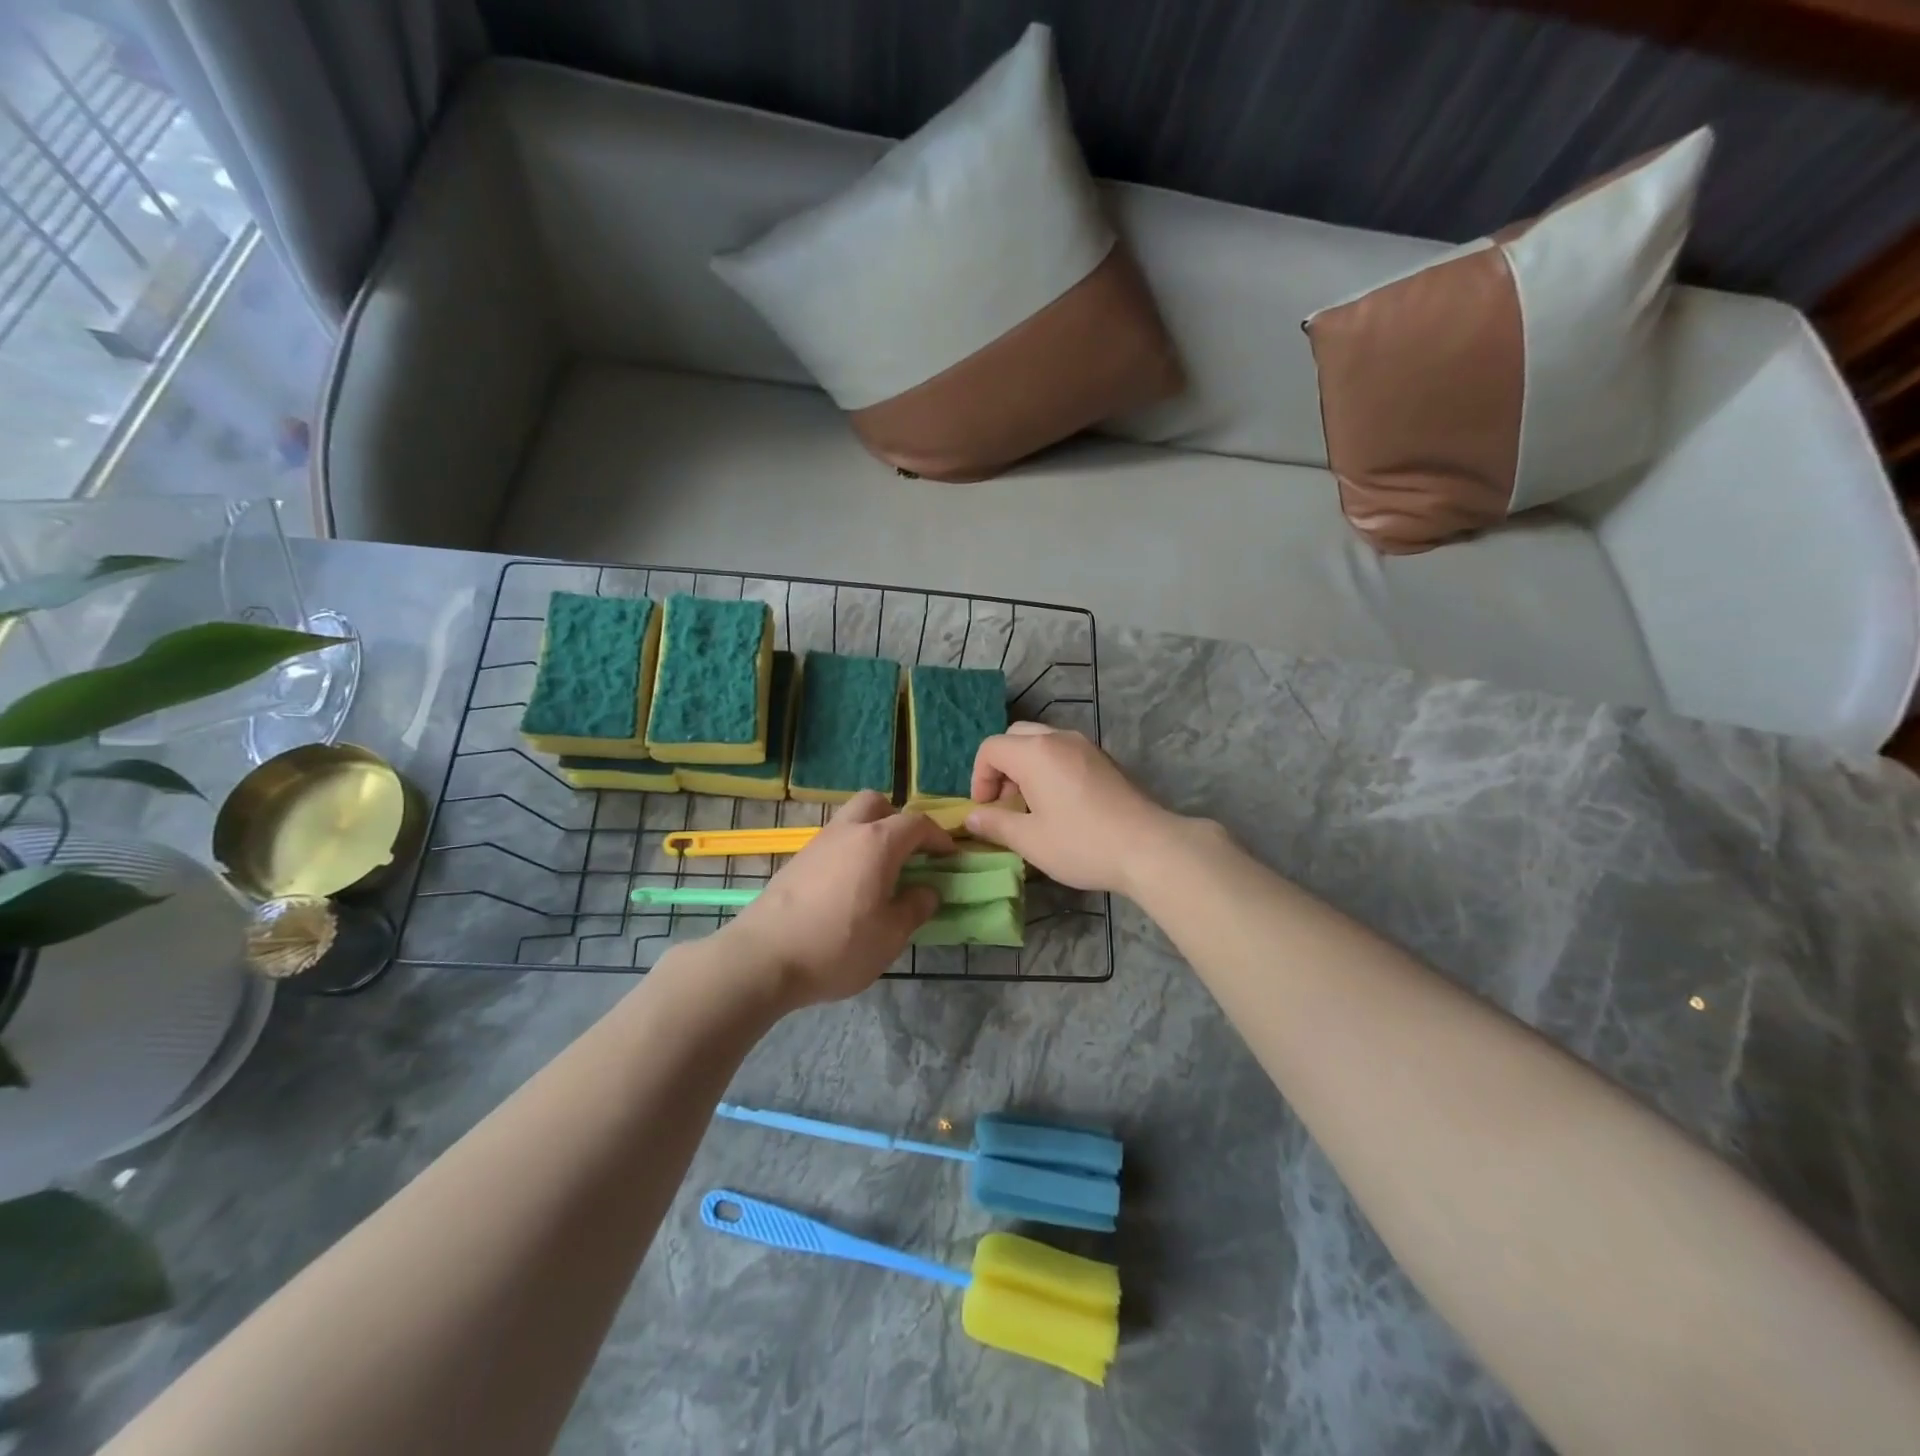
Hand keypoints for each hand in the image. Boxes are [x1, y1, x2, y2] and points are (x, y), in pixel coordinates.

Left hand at [719, 791, 953, 1007]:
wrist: (762, 958)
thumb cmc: (837, 946)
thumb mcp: (890, 936)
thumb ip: (915, 907)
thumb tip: (927, 890)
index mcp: (877, 843)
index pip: (917, 823)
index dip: (938, 836)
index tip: (950, 857)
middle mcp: (847, 832)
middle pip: (876, 803)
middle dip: (898, 820)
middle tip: (909, 852)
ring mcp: (817, 844)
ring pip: (850, 820)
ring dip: (871, 834)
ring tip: (881, 874)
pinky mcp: (796, 862)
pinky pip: (833, 842)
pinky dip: (849, 852)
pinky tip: (850, 888)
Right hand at [967, 723, 1185, 894]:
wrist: (1148, 847)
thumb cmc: (1082, 843)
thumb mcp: (1030, 840)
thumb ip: (995, 824)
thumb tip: (972, 817)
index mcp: (1035, 752)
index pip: (991, 748)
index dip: (979, 777)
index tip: (986, 809)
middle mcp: (1059, 738)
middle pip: (1016, 737)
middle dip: (1002, 766)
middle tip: (1006, 802)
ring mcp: (1086, 746)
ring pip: (1042, 741)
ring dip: (1026, 766)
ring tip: (1031, 804)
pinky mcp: (1104, 759)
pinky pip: (1064, 751)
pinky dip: (1050, 767)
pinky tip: (1060, 804)